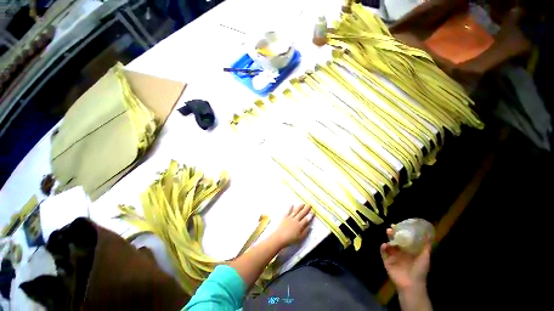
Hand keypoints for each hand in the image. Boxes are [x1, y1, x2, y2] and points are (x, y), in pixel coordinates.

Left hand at [272, 204, 312, 246]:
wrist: (279, 237)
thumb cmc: (290, 240)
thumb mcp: (300, 238)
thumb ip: (305, 232)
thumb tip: (310, 226)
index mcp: (299, 225)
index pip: (306, 219)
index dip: (310, 216)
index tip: (313, 212)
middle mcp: (295, 220)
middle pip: (302, 213)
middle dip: (306, 209)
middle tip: (310, 205)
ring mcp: (290, 218)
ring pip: (296, 211)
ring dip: (300, 207)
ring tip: (303, 204)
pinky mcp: (285, 217)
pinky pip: (288, 211)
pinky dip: (290, 208)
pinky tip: (292, 204)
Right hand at [381, 228, 430, 290]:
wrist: (411, 284)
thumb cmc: (419, 270)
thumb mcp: (425, 257)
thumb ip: (426, 246)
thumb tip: (428, 234)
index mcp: (408, 251)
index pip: (403, 239)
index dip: (401, 232)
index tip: (399, 225)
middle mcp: (400, 252)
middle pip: (394, 240)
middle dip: (392, 234)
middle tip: (391, 228)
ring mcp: (392, 256)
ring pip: (388, 245)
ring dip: (387, 239)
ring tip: (388, 233)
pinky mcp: (386, 261)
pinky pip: (383, 252)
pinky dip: (383, 248)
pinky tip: (385, 245)